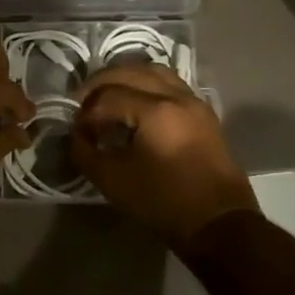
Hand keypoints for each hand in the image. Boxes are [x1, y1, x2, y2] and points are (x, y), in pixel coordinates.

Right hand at [70, 64, 257, 246]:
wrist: (217, 223)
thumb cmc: (162, 201)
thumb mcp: (112, 180)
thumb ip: (85, 152)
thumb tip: (77, 135)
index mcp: (155, 111)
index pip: (107, 96)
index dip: (85, 111)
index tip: (76, 130)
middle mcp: (176, 96)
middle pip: (130, 72)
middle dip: (99, 85)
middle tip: (82, 103)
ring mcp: (194, 102)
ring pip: (153, 72)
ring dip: (125, 78)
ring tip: (107, 97)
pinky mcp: (203, 113)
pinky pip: (170, 84)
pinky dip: (146, 85)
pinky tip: (134, 105)